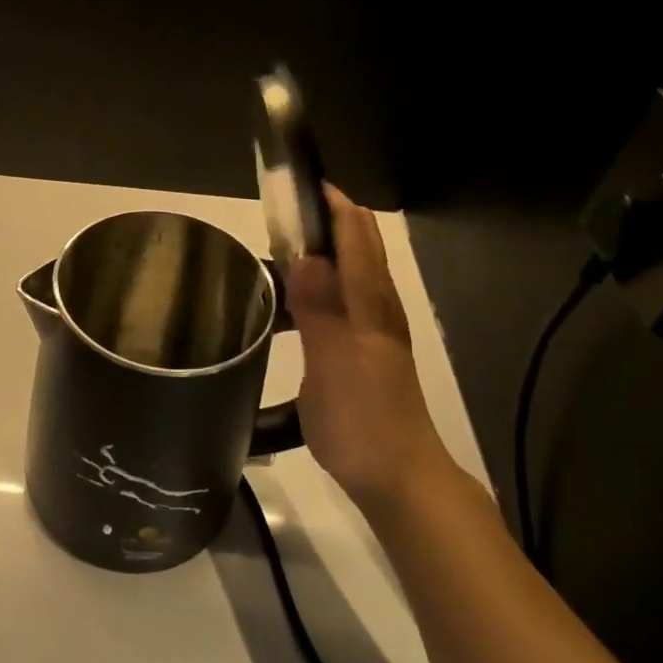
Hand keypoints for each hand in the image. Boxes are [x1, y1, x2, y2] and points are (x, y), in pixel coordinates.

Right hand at [286, 187, 453, 507]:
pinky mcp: (359, 351)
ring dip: (311, 253)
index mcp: (371, 300)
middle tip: (268, 220)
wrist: (397, 478)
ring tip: (265, 257)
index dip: (328, 201)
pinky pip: (334, 300)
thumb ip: (320, 308)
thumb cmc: (363, 420)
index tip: (291, 184)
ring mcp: (369, 328)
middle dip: (318, 220)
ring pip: (344, 271)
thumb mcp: (334, 363)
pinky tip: (281, 307)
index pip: (356, 232)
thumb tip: (305, 254)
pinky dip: (310, 286)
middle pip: (354, 244)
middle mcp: (375, 305)